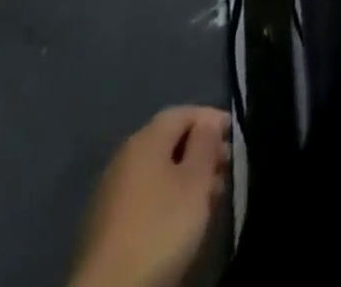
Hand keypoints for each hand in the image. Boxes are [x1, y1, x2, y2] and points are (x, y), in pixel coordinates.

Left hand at [70, 106, 230, 286]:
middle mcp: (124, 157)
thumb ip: (206, 144)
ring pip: (158, 171)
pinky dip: (167, 198)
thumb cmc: (160, 227)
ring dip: (186, 177)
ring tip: (211, 198)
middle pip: (169, 141)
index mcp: (145, 139)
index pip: (184, 112)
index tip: (235, 137)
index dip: (212, 119)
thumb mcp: (195, 181)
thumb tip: (208, 122)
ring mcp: (111, 192)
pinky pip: (145, 196)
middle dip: (201, 151)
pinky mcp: (105, 225)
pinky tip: (182, 219)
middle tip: (226, 170)